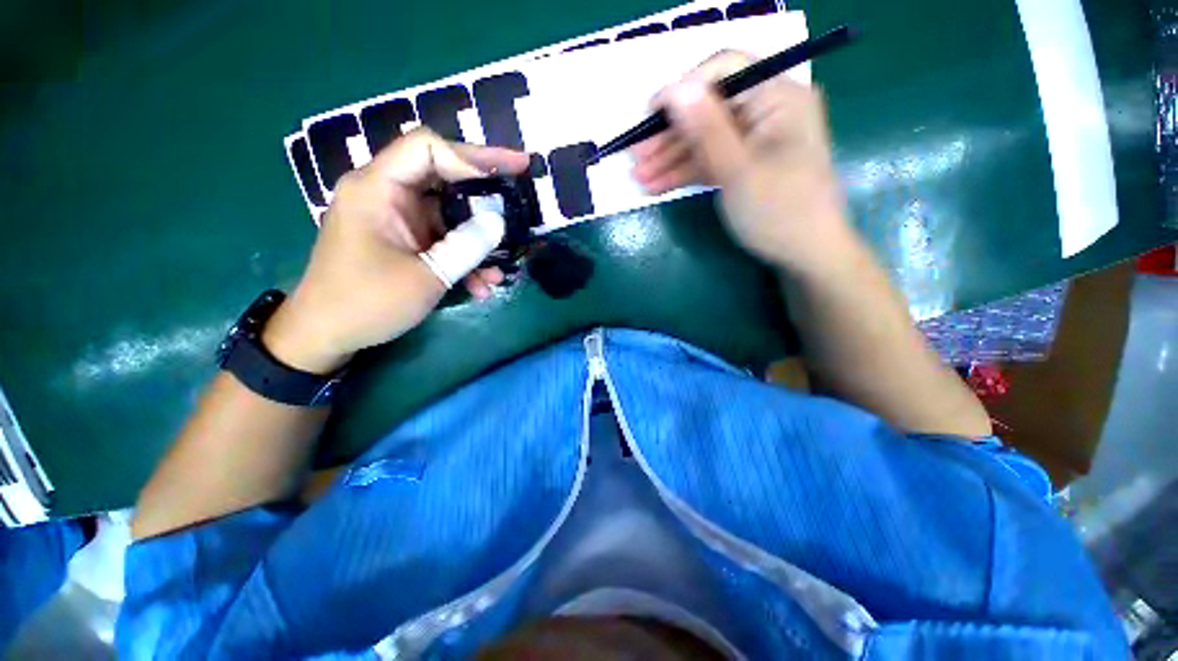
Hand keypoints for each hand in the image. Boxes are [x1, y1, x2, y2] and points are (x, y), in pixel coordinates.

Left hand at [264, 128, 529, 373]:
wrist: (328, 333)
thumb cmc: (367, 303)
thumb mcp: (426, 276)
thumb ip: (467, 246)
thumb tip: (499, 222)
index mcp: (378, 189)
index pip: (427, 148)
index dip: (473, 155)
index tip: (512, 169)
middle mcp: (386, 194)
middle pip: (444, 176)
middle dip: (486, 193)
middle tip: (521, 199)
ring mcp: (396, 218)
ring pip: (449, 214)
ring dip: (478, 239)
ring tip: (501, 269)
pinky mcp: (404, 239)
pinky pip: (442, 238)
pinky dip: (463, 256)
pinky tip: (481, 285)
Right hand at [630, 51, 852, 272]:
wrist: (806, 254)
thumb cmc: (778, 211)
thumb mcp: (738, 170)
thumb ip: (706, 128)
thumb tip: (675, 88)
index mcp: (778, 96)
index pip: (725, 70)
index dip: (683, 88)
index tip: (648, 115)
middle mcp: (767, 110)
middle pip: (709, 109)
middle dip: (669, 134)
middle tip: (635, 157)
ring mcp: (755, 140)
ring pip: (705, 139)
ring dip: (670, 158)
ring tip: (639, 178)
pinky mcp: (745, 164)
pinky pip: (710, 160)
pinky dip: (685, 173)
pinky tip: (656, 186)